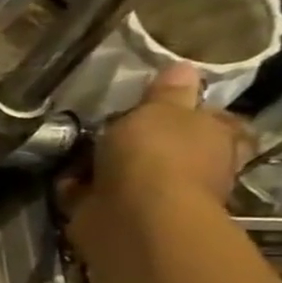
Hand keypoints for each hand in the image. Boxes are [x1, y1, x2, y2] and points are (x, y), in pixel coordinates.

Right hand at [66, 64, 255, 241]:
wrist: (132, 216)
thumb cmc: (156, 154)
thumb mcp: (160, 109)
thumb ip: (167, 91)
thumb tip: (184, 67)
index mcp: (217, 138)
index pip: (215, 119)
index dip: (191, 110)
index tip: (161, 103)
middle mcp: (194, 167)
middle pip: (168, 146)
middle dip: (142, 139)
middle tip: (110, 124)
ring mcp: (155, 194)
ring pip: (129, 170)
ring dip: (106, 164)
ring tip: (78, 148)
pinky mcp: (118, 213)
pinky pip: (95, 193)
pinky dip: (79, 186)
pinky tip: (64, 175)